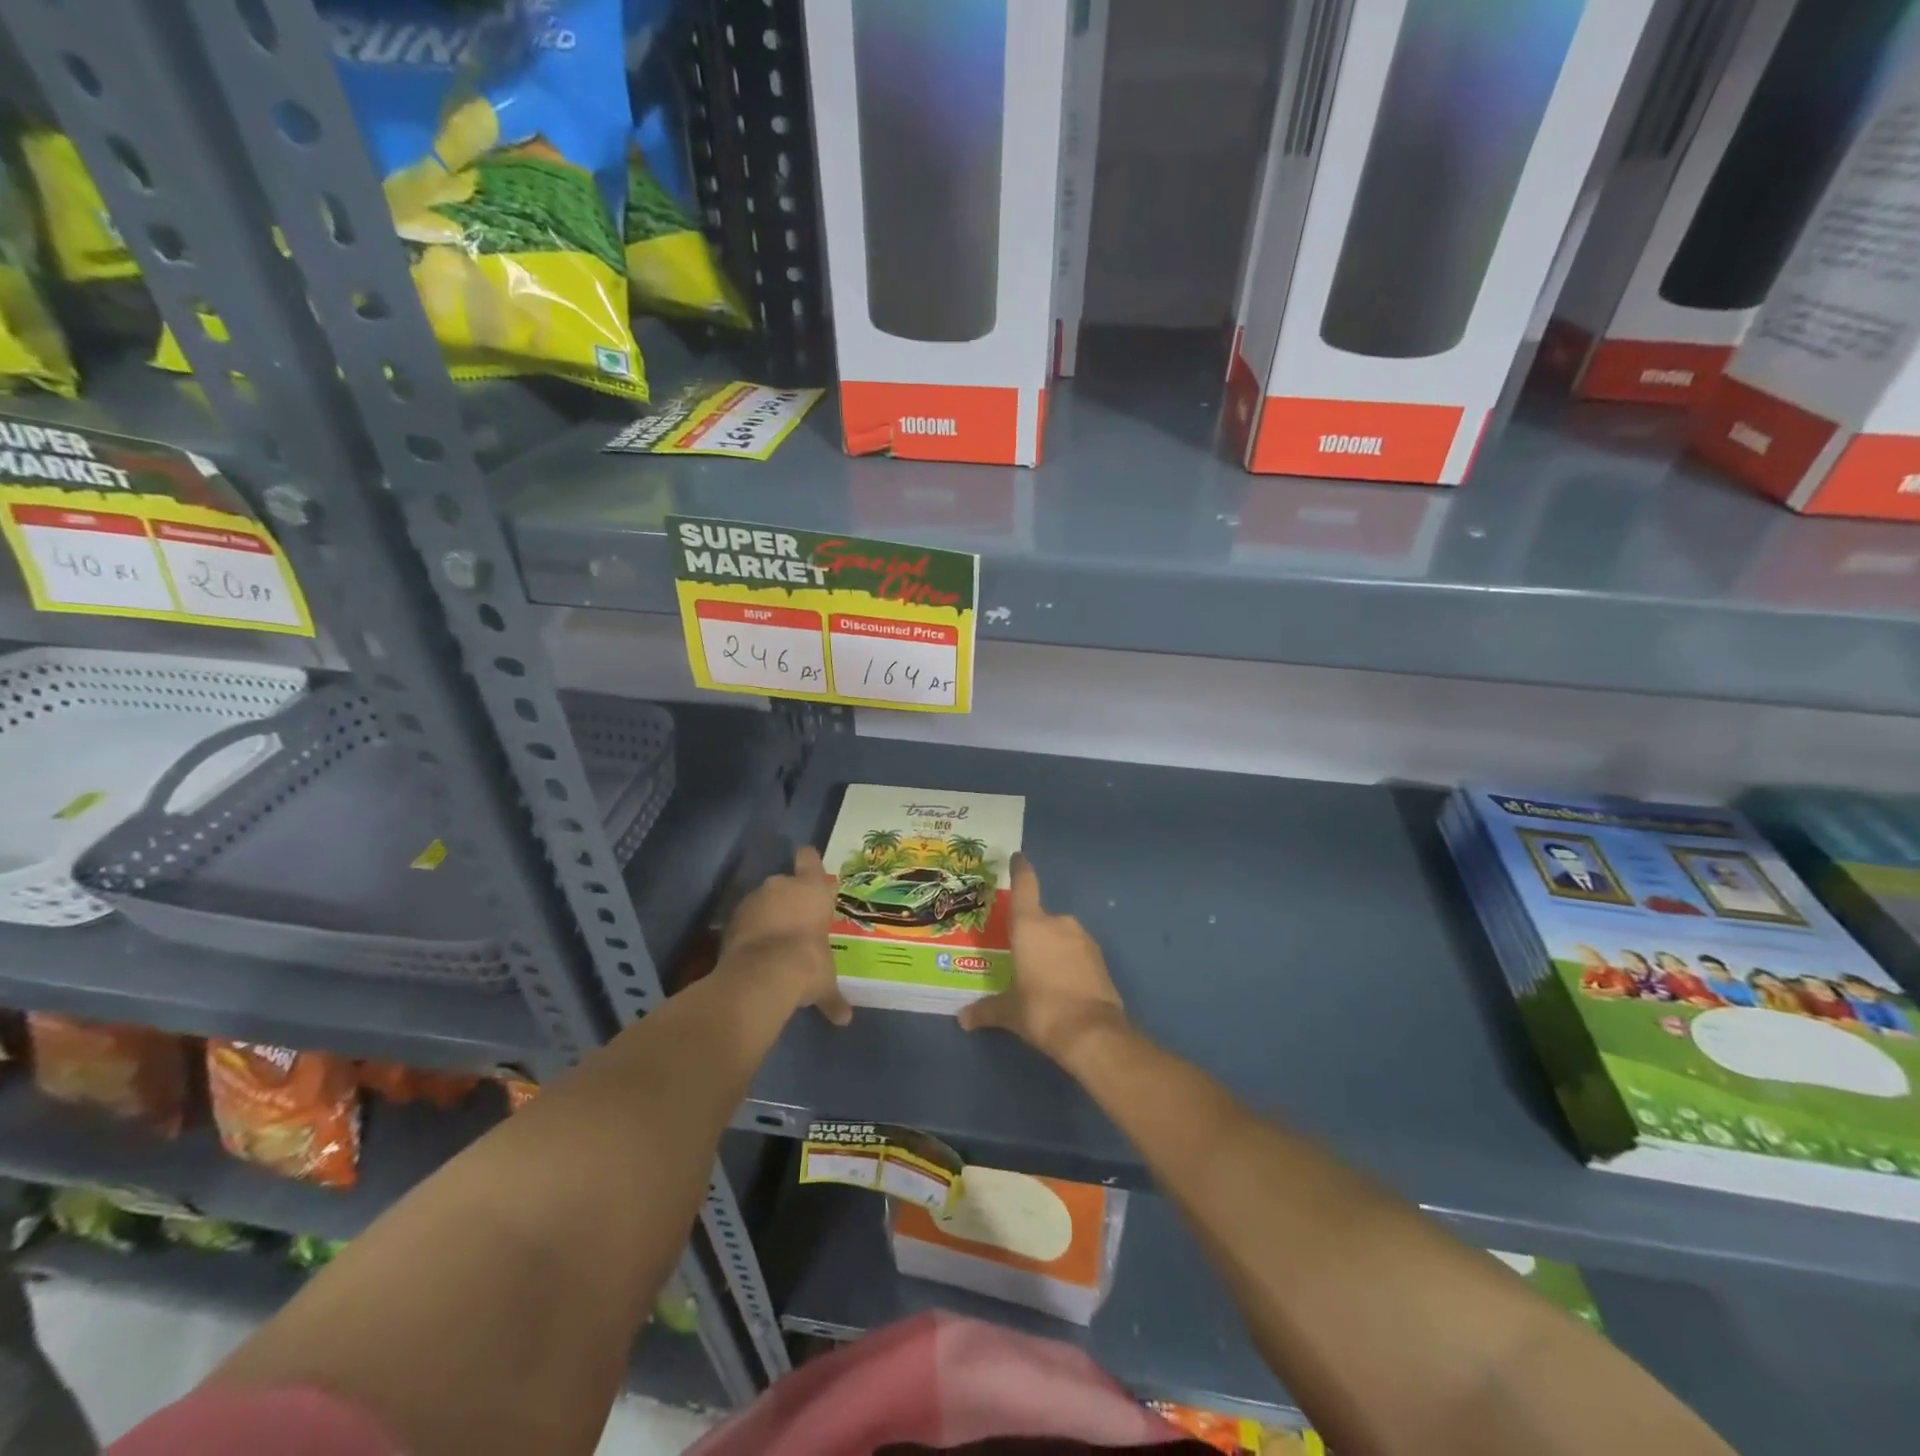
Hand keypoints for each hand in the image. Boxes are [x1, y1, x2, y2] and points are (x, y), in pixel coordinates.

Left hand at [719, 846, 851, 1025]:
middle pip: (785, 882)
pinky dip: (748, 931)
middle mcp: (782, 885)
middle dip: (788, 899)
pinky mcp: (731, 918)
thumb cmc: (807, 964)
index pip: (810, 859)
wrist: (761, 976)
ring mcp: (753, 899)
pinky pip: (744, 919)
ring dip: (766, 915)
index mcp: (813, 890)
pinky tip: (753, 952)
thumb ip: (832, 996)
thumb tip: (845, 1019)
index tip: (809, 871)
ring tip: (772, 942)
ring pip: (762, 900)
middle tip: (795, 923)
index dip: (809, 863)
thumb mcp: (824, 982)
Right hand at [959, 854, 1124, 1061]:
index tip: (1017, 857)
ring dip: (1051, 948)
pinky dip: (1068, 961)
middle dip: (1031, 932)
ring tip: (1041, 975)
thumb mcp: (1009, 1012)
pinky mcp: (1099, 957)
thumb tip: (963, 1019)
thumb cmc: (1041, 1010)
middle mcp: (1057, 923)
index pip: (1025, 885)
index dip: (1020, 869)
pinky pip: (1076, 951)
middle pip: (1040, 917)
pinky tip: (1062, 985)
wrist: (1093, 1033)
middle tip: (1019, 953)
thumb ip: (986, 1010)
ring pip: (1060, 935)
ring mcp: (1082, 938)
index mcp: (1030, 926)